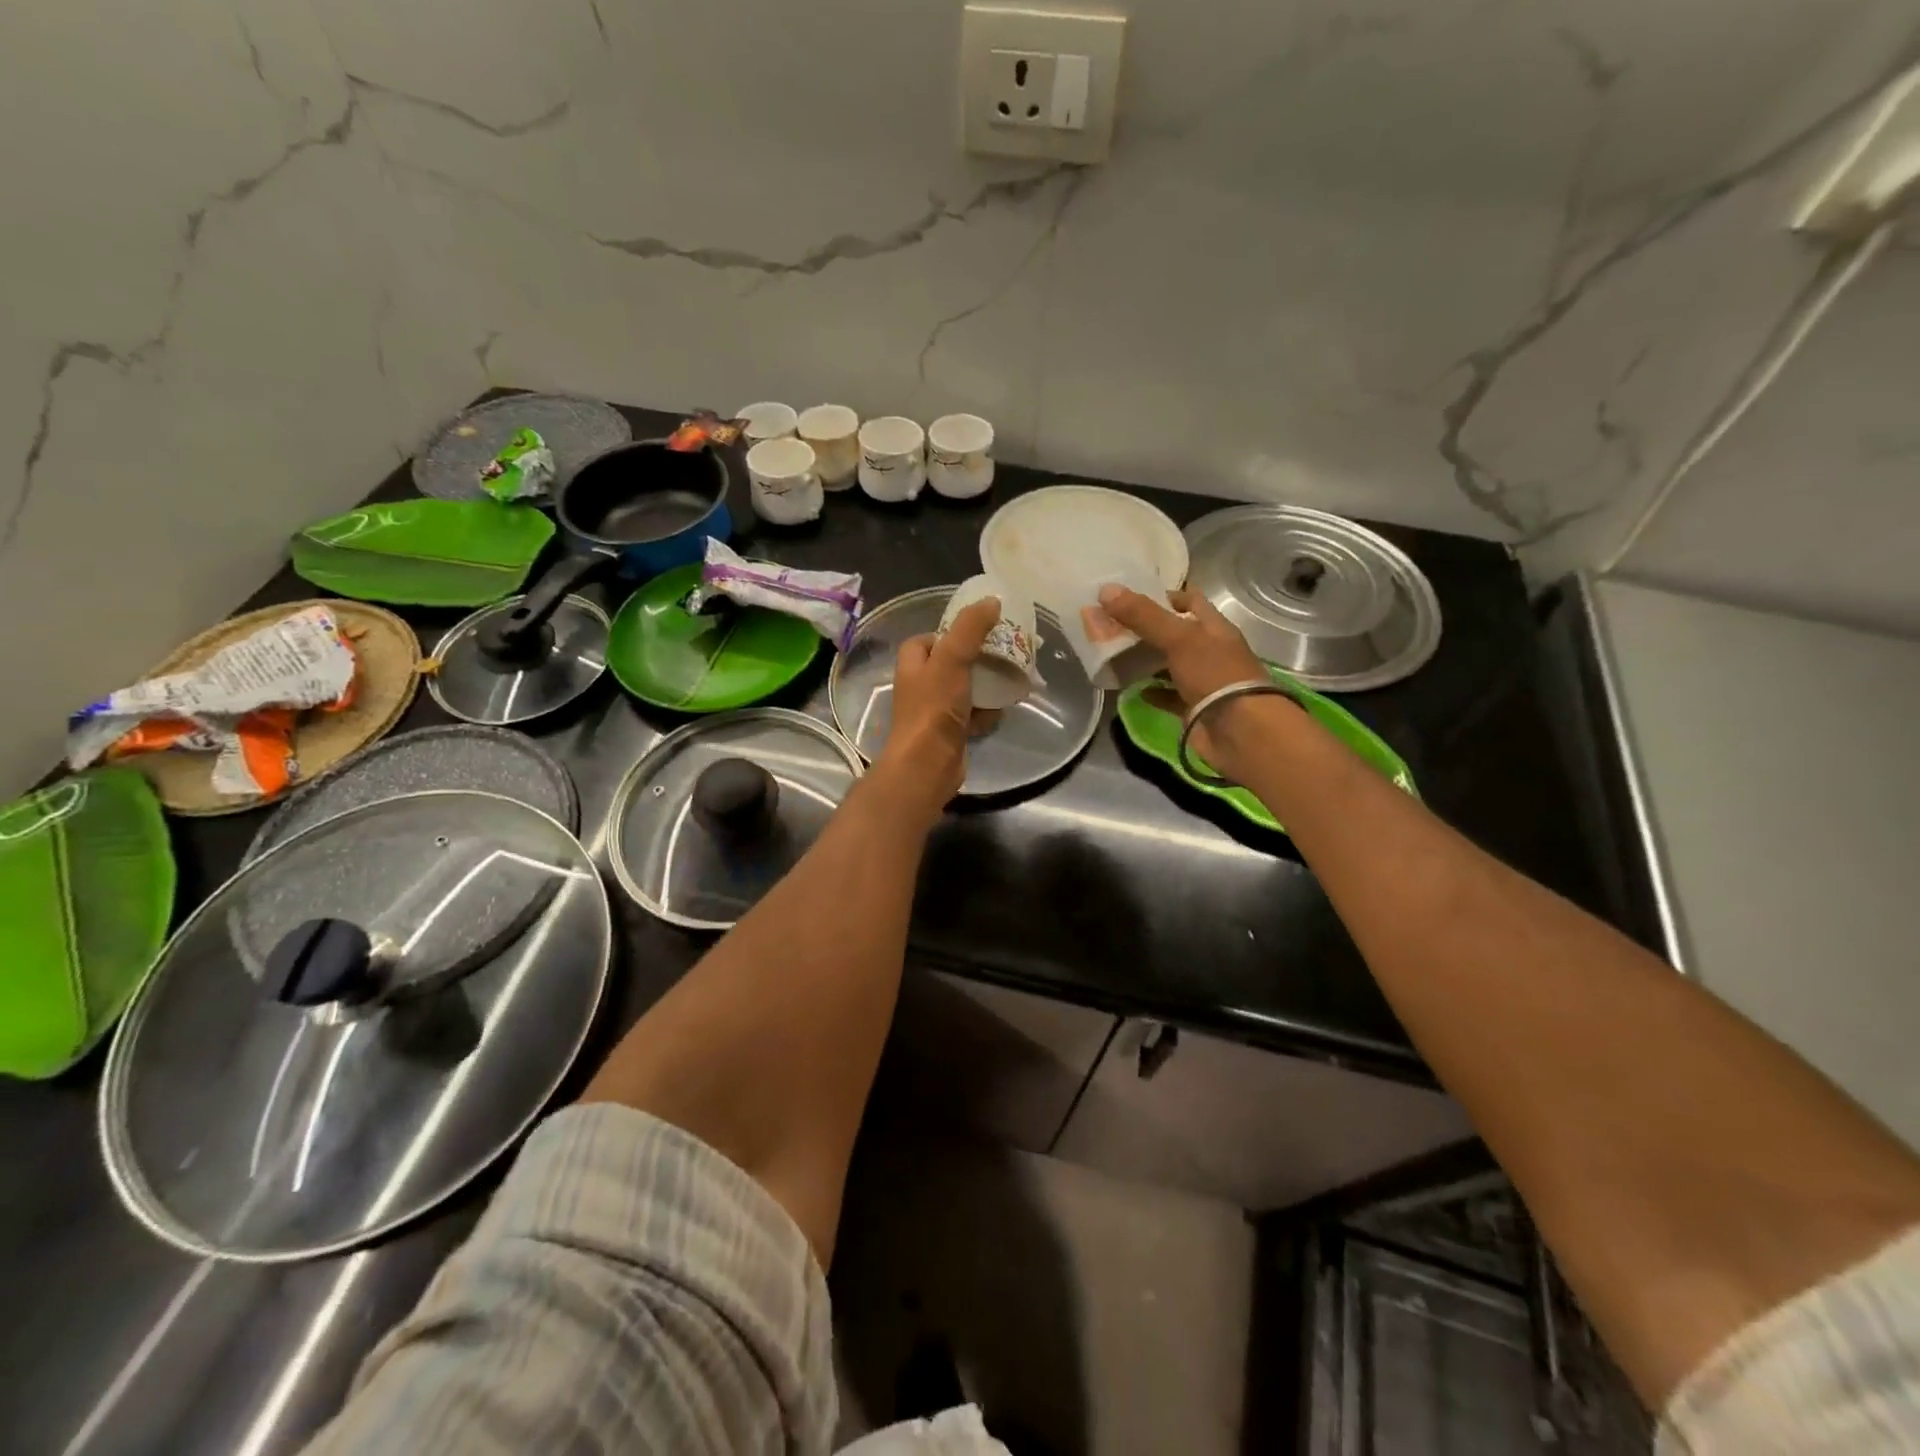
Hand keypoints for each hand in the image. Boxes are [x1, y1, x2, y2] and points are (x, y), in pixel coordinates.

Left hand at [875, 597, 1000, 816]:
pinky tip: (1002, 710)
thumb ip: (970, 628)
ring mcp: (936, 710)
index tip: (980, 632)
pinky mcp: (951, 732)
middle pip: (953, 662)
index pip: (930, 638)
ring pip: (966, 688)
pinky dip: (988, 712)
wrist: (928, 764)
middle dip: (978, 659)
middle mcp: (921, 684)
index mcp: (913, 663)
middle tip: (1005, 653)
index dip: (953, 632)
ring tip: (1012, 678)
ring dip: (988, 685)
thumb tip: (992, 600)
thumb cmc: (934, 708)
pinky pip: (974, 714)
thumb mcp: (952, 659)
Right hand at [1097, 585, 1290, 779]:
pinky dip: (1152, 692)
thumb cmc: (1215, 674)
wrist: (1240, 731)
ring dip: (1147, 661)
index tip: (1130, 598)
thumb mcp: (1178, 638)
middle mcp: (1209, 651)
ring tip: (1114, 655)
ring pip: (1170, 664)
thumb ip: (1143, 615)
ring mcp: (1202, 681)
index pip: (1190, 601)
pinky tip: (1132, 690)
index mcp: (1213, 627)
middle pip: (1175, 633)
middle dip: (1147, 629)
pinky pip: (1168, 696)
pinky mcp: (1193, 708)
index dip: (1164, 596)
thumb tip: (1105, 590)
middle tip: (1112, 626)